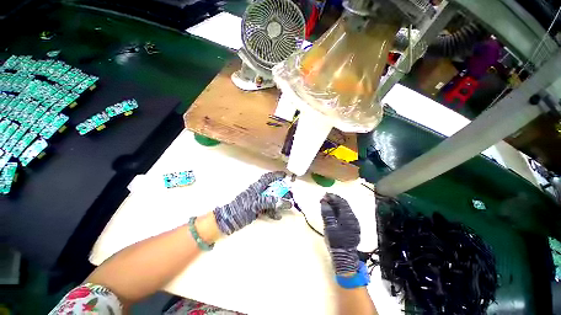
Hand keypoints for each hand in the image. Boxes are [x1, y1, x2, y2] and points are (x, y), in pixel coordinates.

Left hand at [213, 171, 291, 234]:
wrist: (228, 221)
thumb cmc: (240, 209)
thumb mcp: (255, 204)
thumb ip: (269, 201)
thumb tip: (283, 201)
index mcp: (257, 187)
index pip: (268, 178)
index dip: (277, 175)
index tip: (286, 175)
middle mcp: (259, 192)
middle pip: (273, 188)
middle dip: (282, 191)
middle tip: (290, 194)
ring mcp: (258, 201)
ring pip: (272, 198)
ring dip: (280, 202)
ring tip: (288, 206)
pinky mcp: (258, 209)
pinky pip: (268, 208)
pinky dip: (274, 211)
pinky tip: (278, 216)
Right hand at [321, 193, 360, 274]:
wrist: (344, 256)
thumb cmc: (335, 241)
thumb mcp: (329, 226)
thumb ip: (327, 213)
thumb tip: (324, 202)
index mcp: (348, 217)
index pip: (341, 202)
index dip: (332, 197)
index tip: (324, 195)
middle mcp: (353, 217)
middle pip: (344, 204)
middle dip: (334, 199)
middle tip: (324, 198)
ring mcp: (354, 222)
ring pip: (345, 208)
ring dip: (336, 204)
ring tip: (327, 203)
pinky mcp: (353, 226)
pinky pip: (346, 214)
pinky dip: (339, 210)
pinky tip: (333, 211)